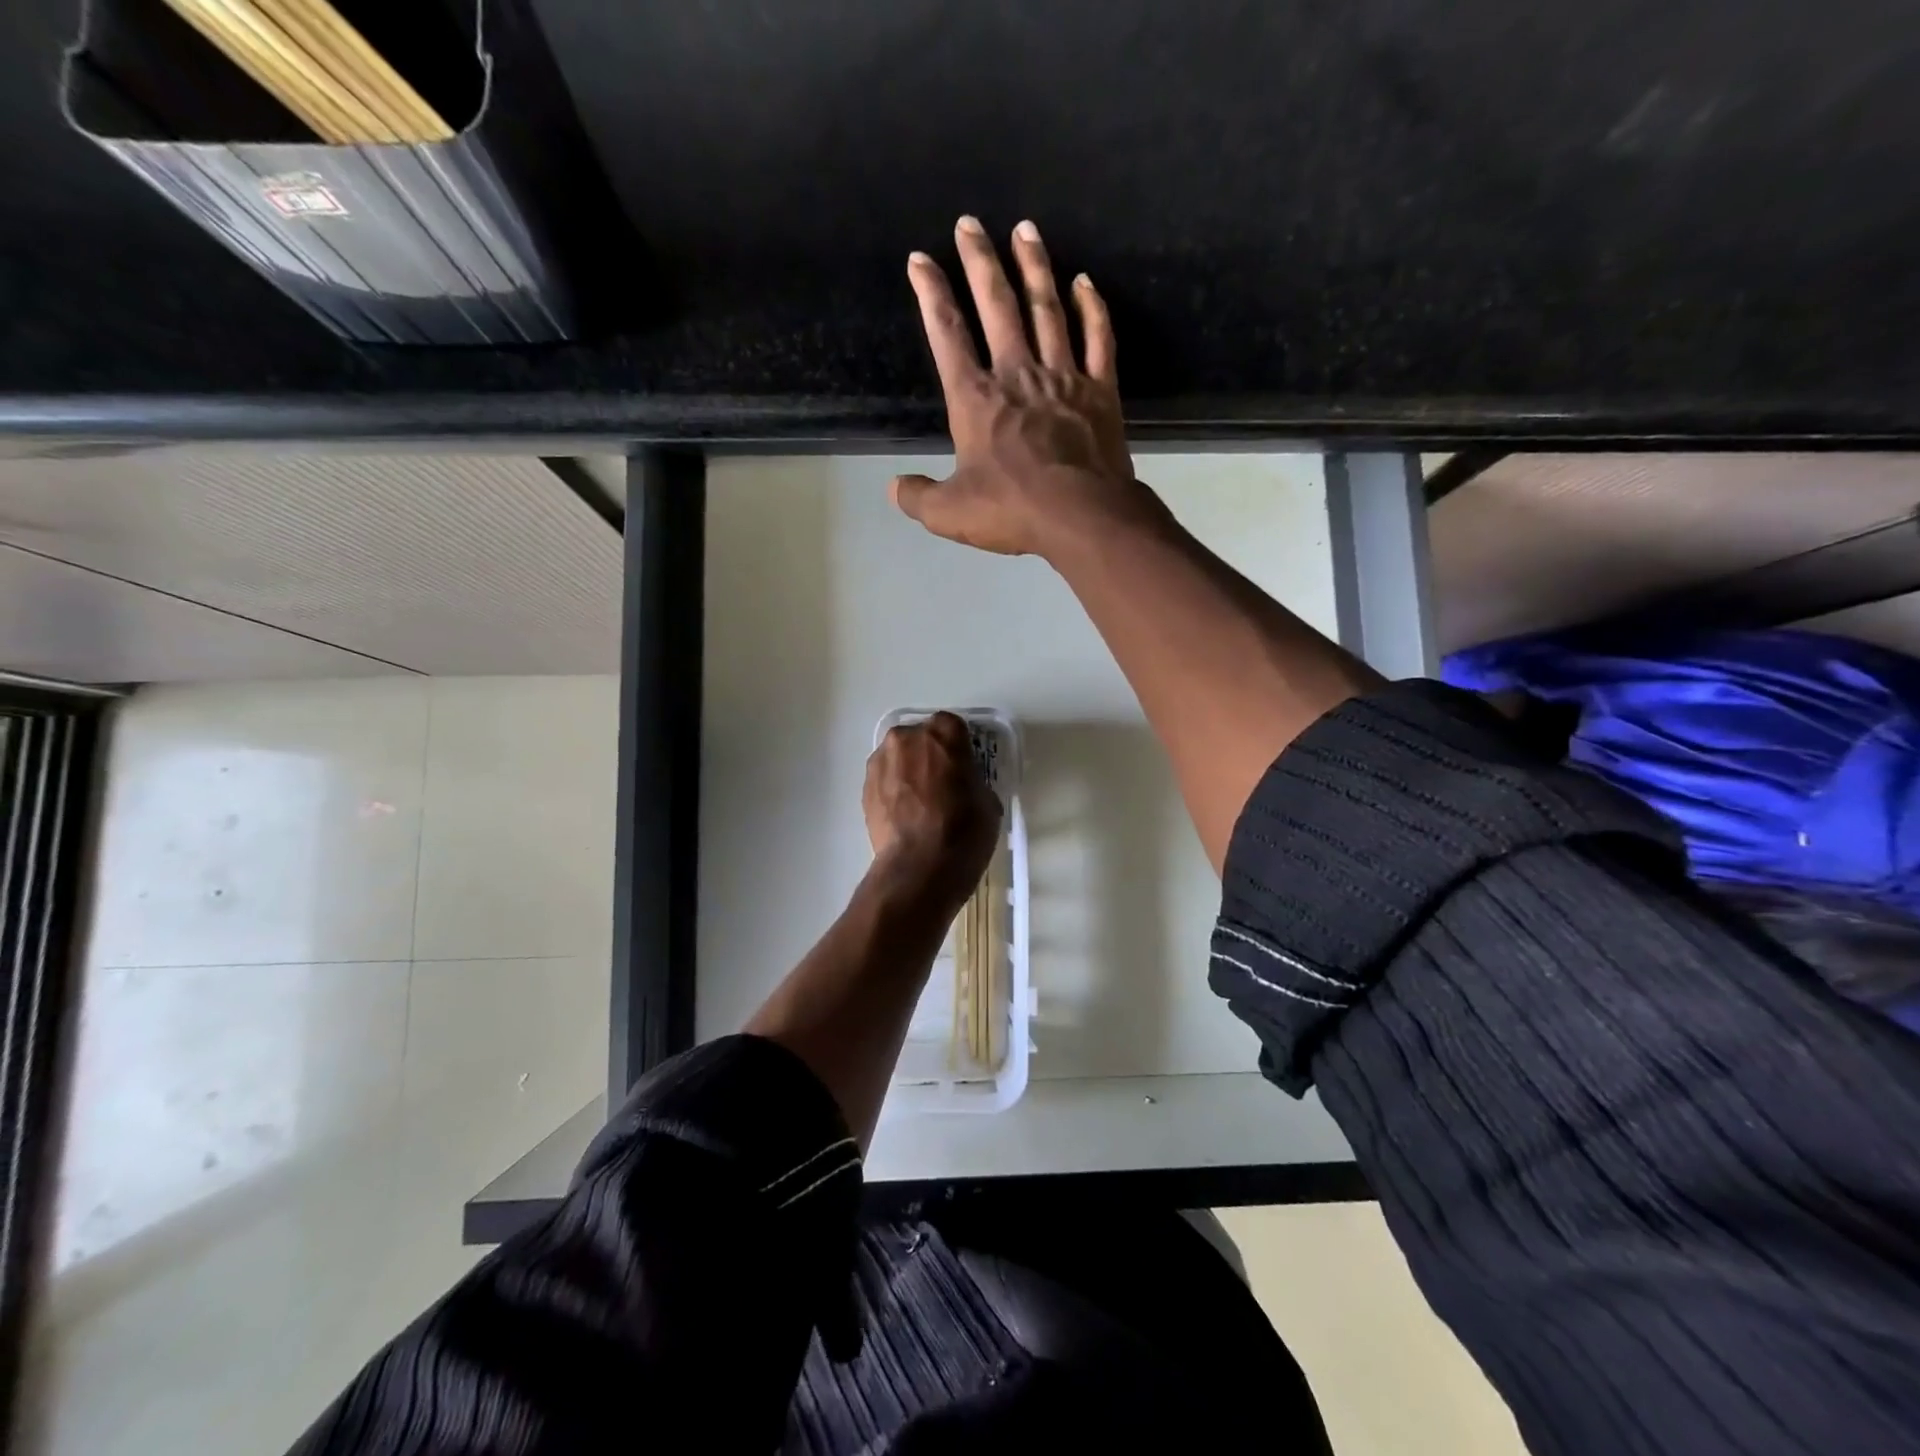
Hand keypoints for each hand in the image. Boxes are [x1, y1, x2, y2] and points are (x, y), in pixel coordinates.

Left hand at [863, 711, 1001, 905]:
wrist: (919, 868)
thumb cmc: (963, 831)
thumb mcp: (988, 802)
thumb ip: (972, 781)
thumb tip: (962, 786)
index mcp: (943, 734)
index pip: (953, 726)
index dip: (959, 747)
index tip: (964, 767)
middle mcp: (906, 738)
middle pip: (920, 738)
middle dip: (929, 755)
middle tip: (942, 784)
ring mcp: (881, 762)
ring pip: (898, 758)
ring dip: (908, 771)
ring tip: (920, 803)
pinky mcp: (864, 788)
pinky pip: (884, 780)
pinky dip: (893, 790)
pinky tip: (905, 815)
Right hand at [891, 217, 1159, 558]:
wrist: (1081, 516)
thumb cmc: (1012, 511)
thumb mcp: (950, 513)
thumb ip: (919, 497)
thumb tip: (894, 489)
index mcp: (976, 399)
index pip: (947, 334)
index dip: (931, 294)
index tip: (920, 260)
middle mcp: (1017, 374)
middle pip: (997, 306)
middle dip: (980, 261)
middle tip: (970, 223)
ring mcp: (1062, 377)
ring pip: (1047, 309)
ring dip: (1034, 268)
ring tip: (1025, 229)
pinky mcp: (1100, 391)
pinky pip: (1097, 339)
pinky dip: (1091, 308)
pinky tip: (1084, 282)